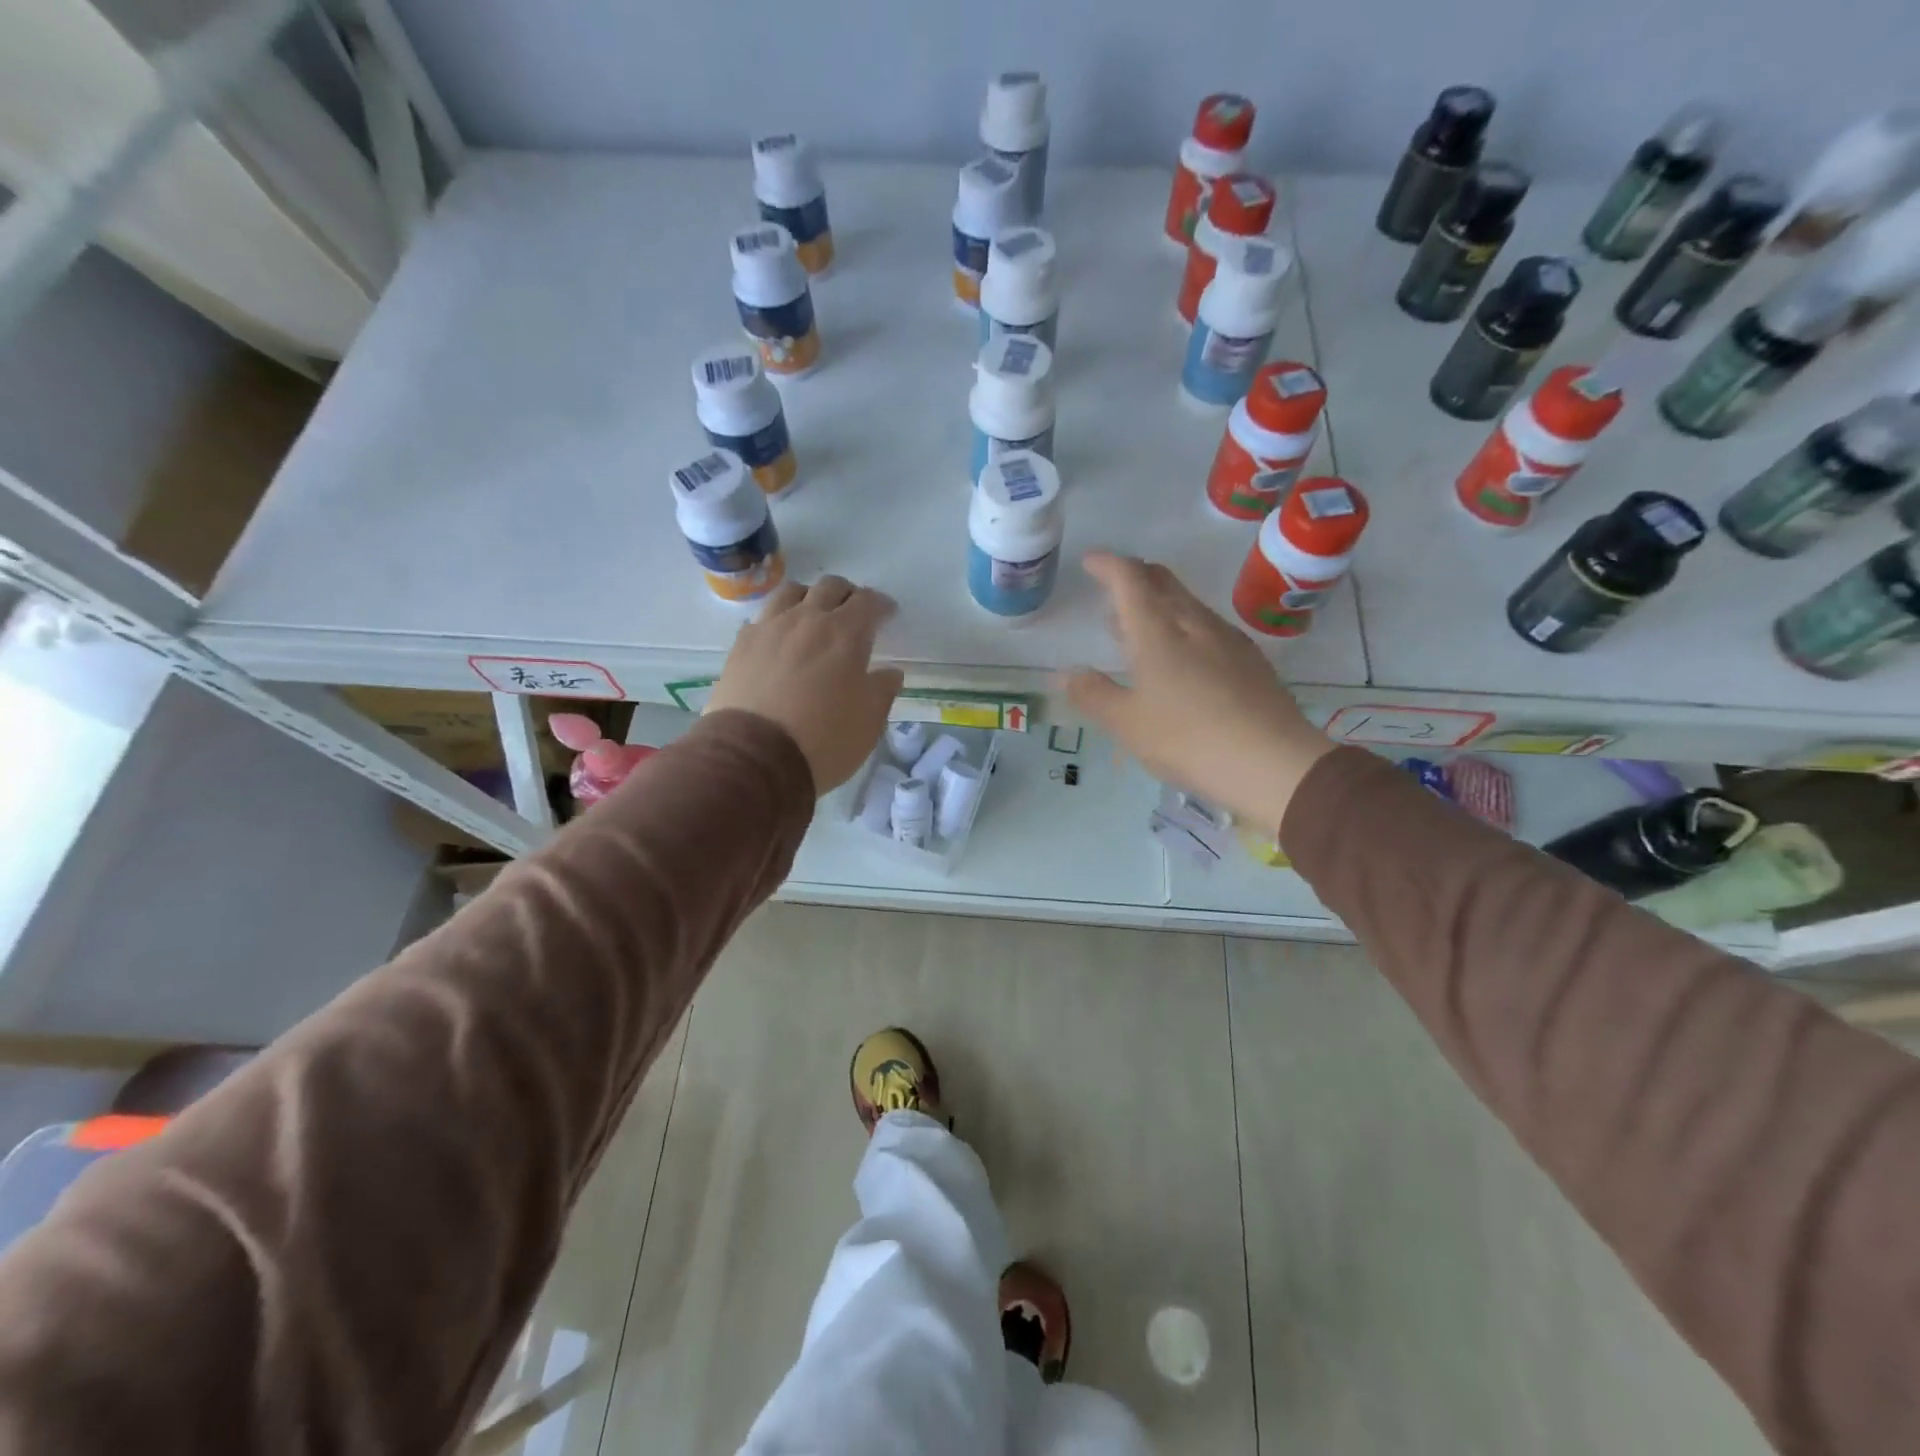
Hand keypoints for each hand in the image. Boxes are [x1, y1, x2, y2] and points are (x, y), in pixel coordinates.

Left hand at [706, 575, 903, 794]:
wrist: (754, 757)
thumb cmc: (824, 739)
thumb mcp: (869, 722)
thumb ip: (883, 690)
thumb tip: (889, 673)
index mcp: (845, 634)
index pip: (868, 602)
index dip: (881, 604)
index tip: (887, 614)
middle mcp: (807, 620)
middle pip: (830, 587)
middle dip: (847, 594)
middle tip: (853, 613)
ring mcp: (769, 628)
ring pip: (791, 592)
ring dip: (809, 597)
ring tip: (813, 616)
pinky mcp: (741, 645)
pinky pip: (762, 618)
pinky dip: (777, 620)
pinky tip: (779, 639)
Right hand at [1060, 553, 1333, 829]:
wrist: (1273, 762)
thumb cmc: (1188, 740)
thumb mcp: (1127, 724)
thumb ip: (1093, 694)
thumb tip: (1066, 674)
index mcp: (1158, 631)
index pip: (1130, 579)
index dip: (1108, 564)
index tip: (1090, 562)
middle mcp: (1194, 623)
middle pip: (1164, 581)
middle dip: (1135, 575)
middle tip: (1112, 586)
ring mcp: (1227, 639)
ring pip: (1188, 603)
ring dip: (1159, 602)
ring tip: (1138, 624)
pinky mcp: (1250, 660)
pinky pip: (1207, 626)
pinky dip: (1183, 625)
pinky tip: (1182, 654)